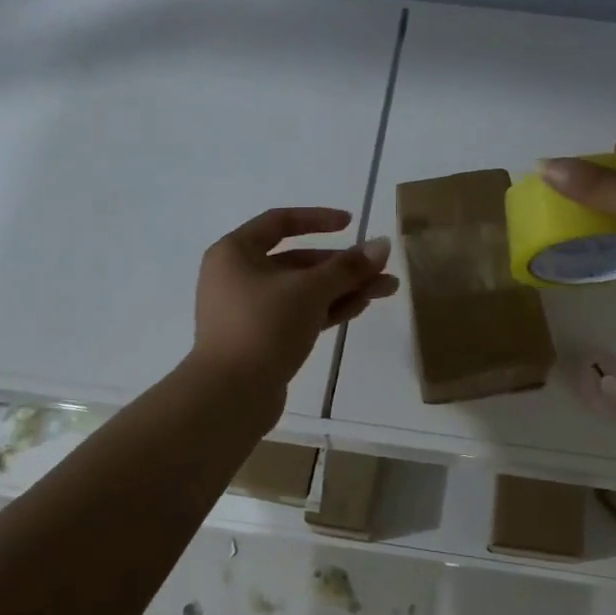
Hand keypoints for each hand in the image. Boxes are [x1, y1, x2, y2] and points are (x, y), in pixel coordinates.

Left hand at [190, 207, 397, 414]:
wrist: (230, 396)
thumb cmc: (263, 326)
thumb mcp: (310, 290)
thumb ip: (348, 267)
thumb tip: (383, 244)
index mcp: (235, 252)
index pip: (280, 222)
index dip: (318, 219)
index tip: (351, 224)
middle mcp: (238, 276)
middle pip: (298, 260)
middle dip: (342, 264)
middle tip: (381, 268)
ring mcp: (249, 310)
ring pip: (303, 290)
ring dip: (343, 288)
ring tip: (385, 289)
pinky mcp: (261, 339)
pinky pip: (299, 314)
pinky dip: (328, 309)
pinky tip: (361, 306)